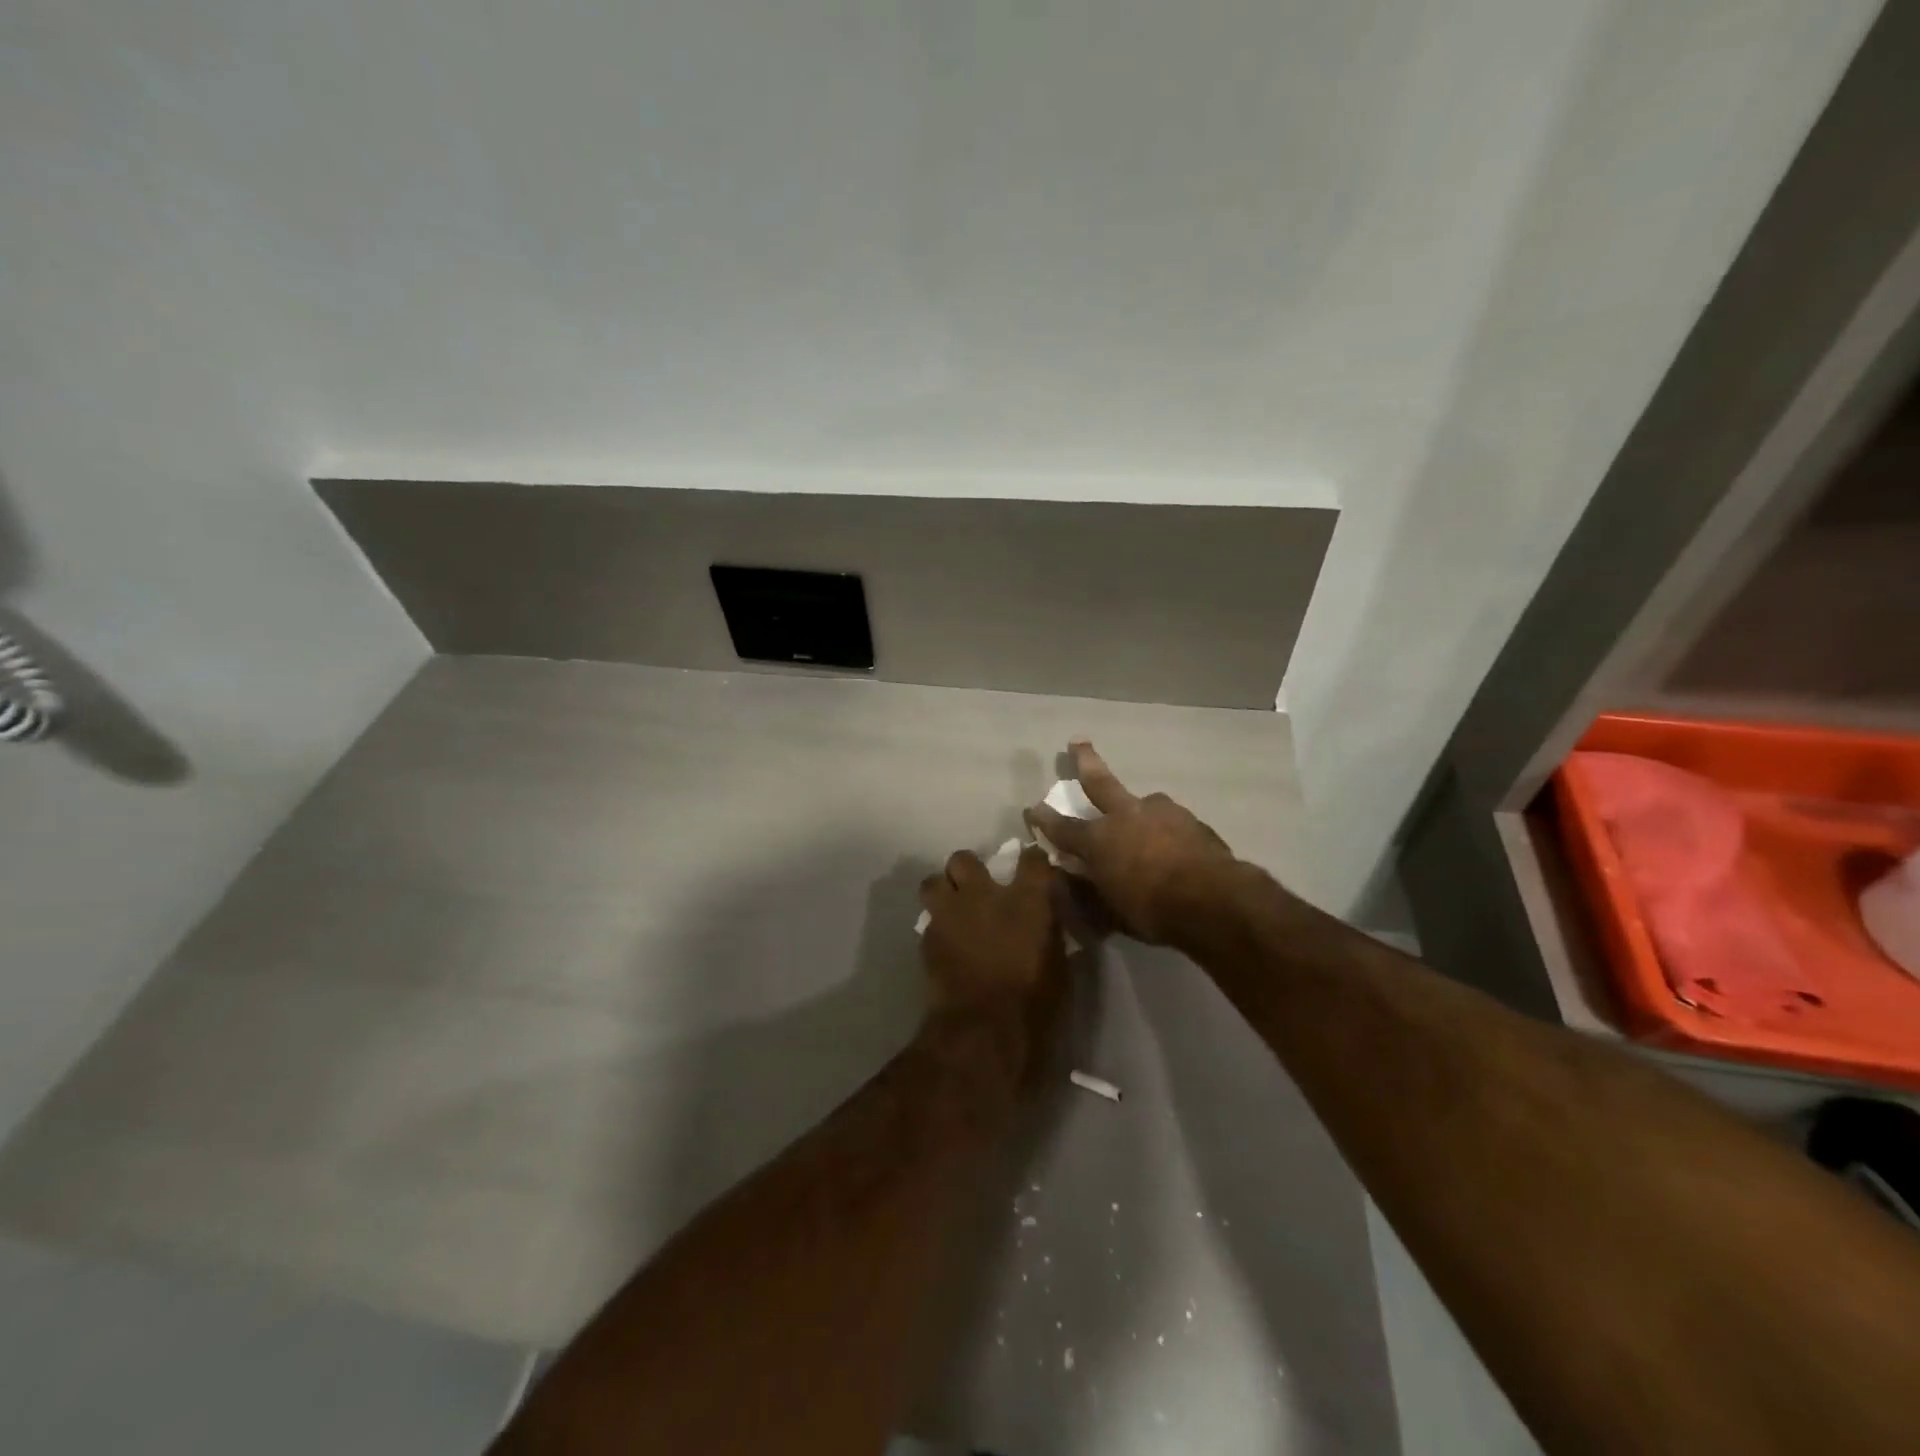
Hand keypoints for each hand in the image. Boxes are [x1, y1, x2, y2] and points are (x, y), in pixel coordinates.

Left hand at [918, 845, 1067, 1081]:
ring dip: (943, 891)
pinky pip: (928, 920)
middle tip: (977, 889)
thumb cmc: (1034, 1001)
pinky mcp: (928, 938)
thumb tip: (1045, 918)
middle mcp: (983, 894)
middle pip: (964, 858)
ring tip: (952, 909)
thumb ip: (1048, 930)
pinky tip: (945, 943)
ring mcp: (950, 914)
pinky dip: (937, 927)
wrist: (983, 1031)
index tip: (1033, 867)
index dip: (1032, 860)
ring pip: (933, 881)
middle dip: (968, 870)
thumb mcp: (1058, 964)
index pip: (1032, 858)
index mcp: (1026, 899)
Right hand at [1025, 741, 1236, 944]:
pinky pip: (1172, 822)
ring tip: (1145, 821)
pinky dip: (1167, 830)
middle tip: (1078, 742)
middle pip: (1100, 782)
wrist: (1214, 900)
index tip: (1032, 809)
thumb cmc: (1152, 911)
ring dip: (1139, 810)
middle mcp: (1126, 816)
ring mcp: (1163, 813)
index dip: (1044, 820)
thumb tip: (1071, 877)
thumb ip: (1088, 892)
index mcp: (1099, 839)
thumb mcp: (1111, 912)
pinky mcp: (1193, 821)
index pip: (1063, 827)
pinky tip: (1175, 846)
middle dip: (1084, 761)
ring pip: (1144, 802)